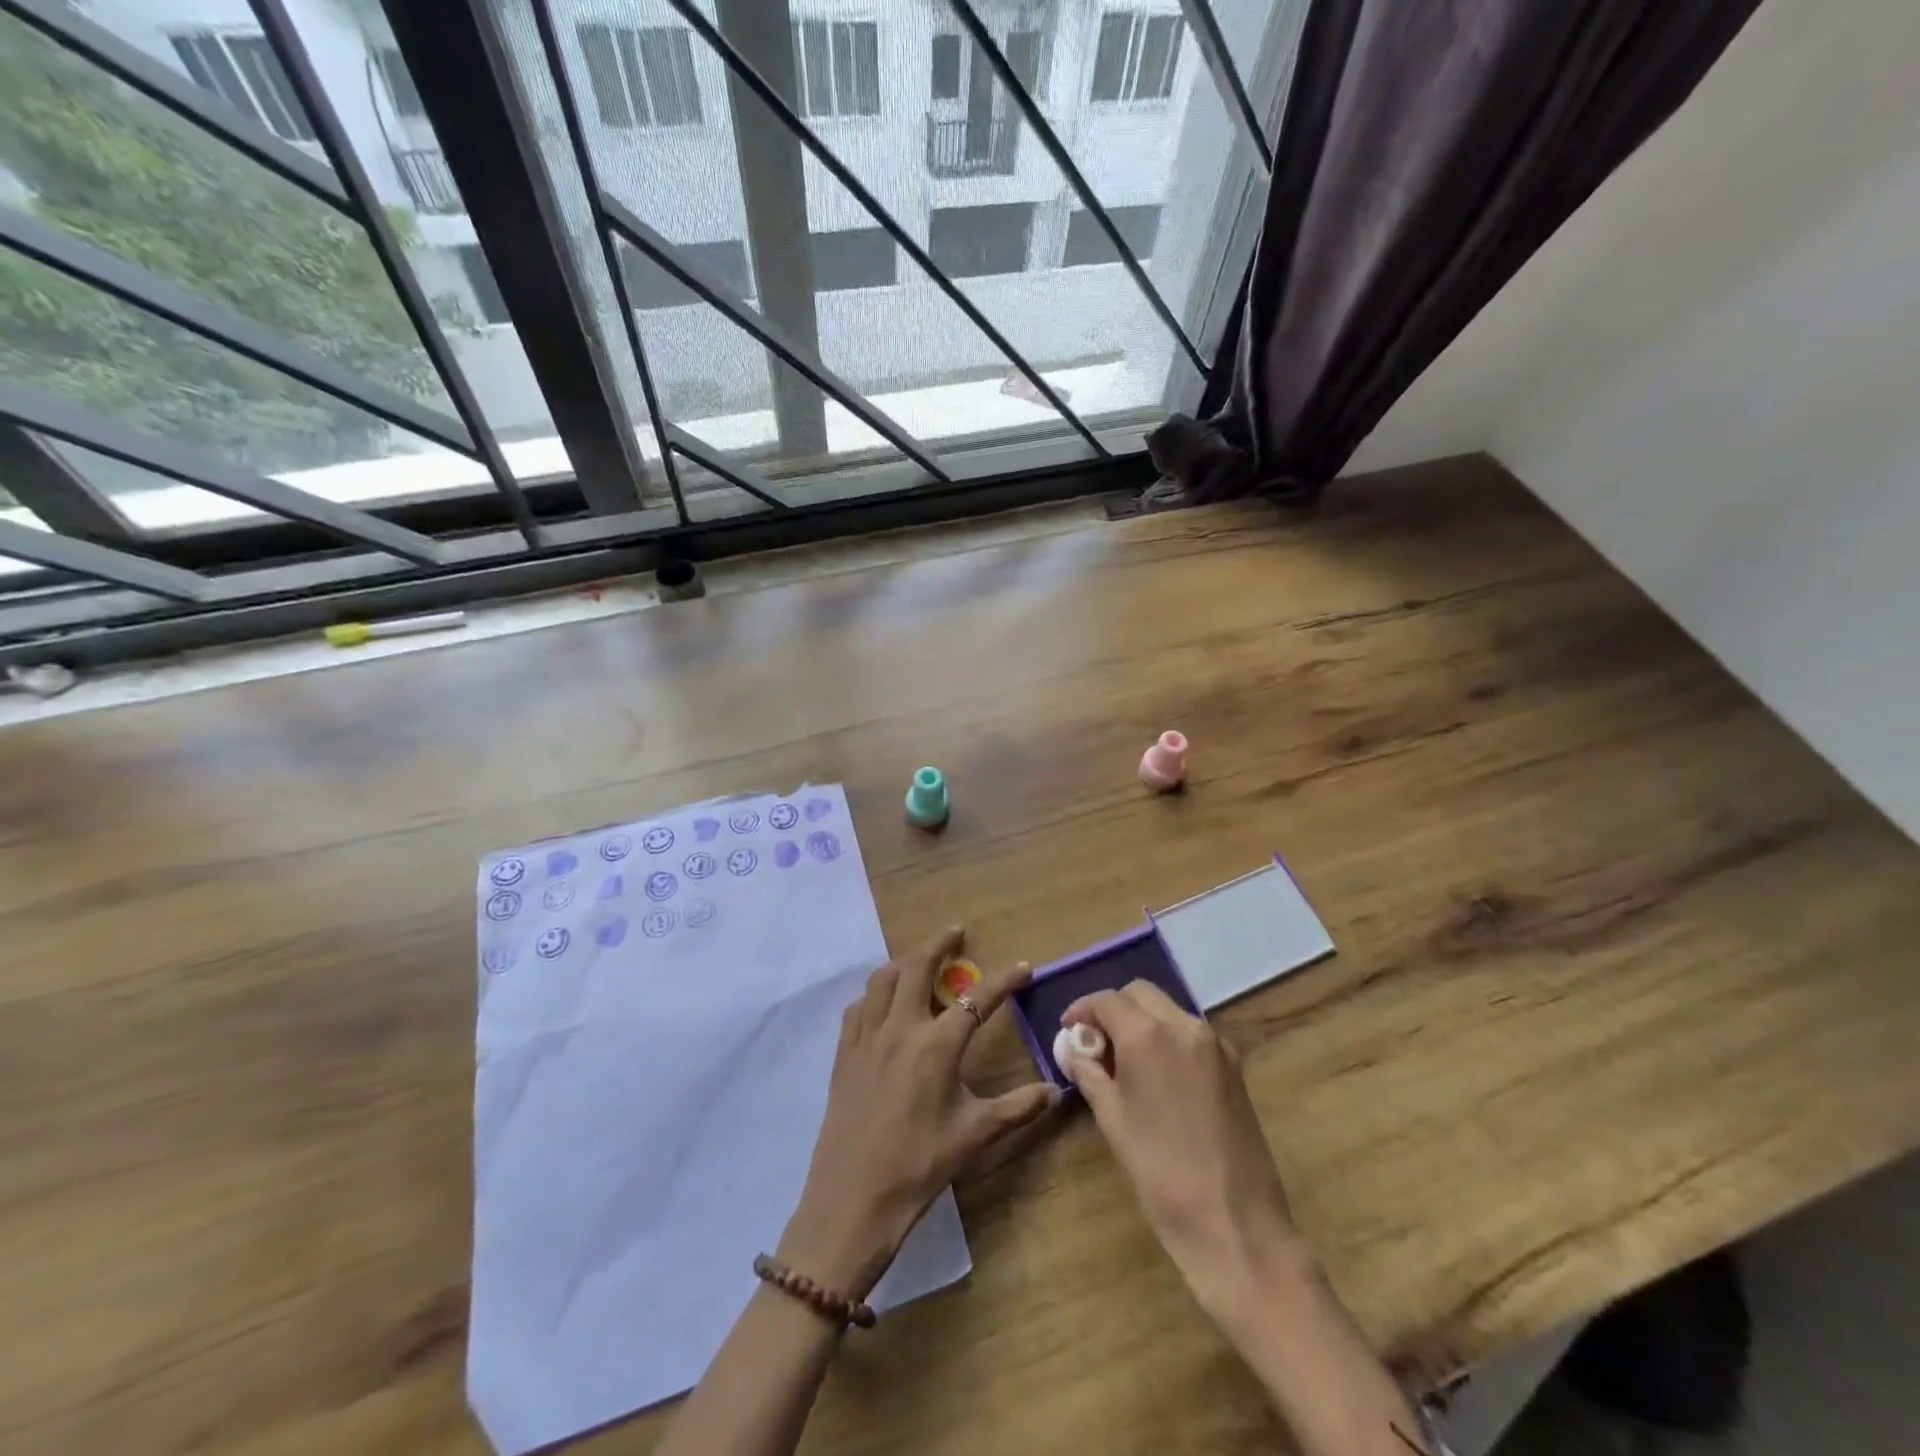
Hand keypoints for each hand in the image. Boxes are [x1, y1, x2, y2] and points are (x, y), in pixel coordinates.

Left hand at [780, 928, 1058, 1300]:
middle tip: (957, 933)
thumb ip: (1017, 1108)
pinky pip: (858, 1007)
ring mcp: (867, 1037)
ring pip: (882, 979)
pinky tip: (883, 1004)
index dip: (1004, 980)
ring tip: (920, 961)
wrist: (852, 1199)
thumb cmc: (919, 1166)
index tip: (1023, 966)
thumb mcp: (974, 1136)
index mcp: (936, 1045)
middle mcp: (900, 1028)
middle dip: (939, 944)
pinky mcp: (844, 1053)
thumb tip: (1056, 1091)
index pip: (977, 999)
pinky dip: (875, 993)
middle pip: (917, 966)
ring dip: (904, 962)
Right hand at [1060, 981, 1307, 1318]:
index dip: (1083, 1010)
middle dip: (1114, 1008)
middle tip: (1095, 1041)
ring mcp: (1215, 1044)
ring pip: (1169, 1010)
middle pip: (1141, 994)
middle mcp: (1184, 1026)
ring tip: (1124, 1059)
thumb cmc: (1160, 1171)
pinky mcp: (1234, 1066)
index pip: (1107, 1000)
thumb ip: (1090, 1074)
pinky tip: (1158, 1074)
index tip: (1068, 1029)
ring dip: (1143, 1021)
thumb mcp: (1112, 1119)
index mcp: (1149, 1035)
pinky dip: (1168, 1038)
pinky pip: (1192, 1034)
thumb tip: (1075, 1051)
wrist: (1235, 1223)